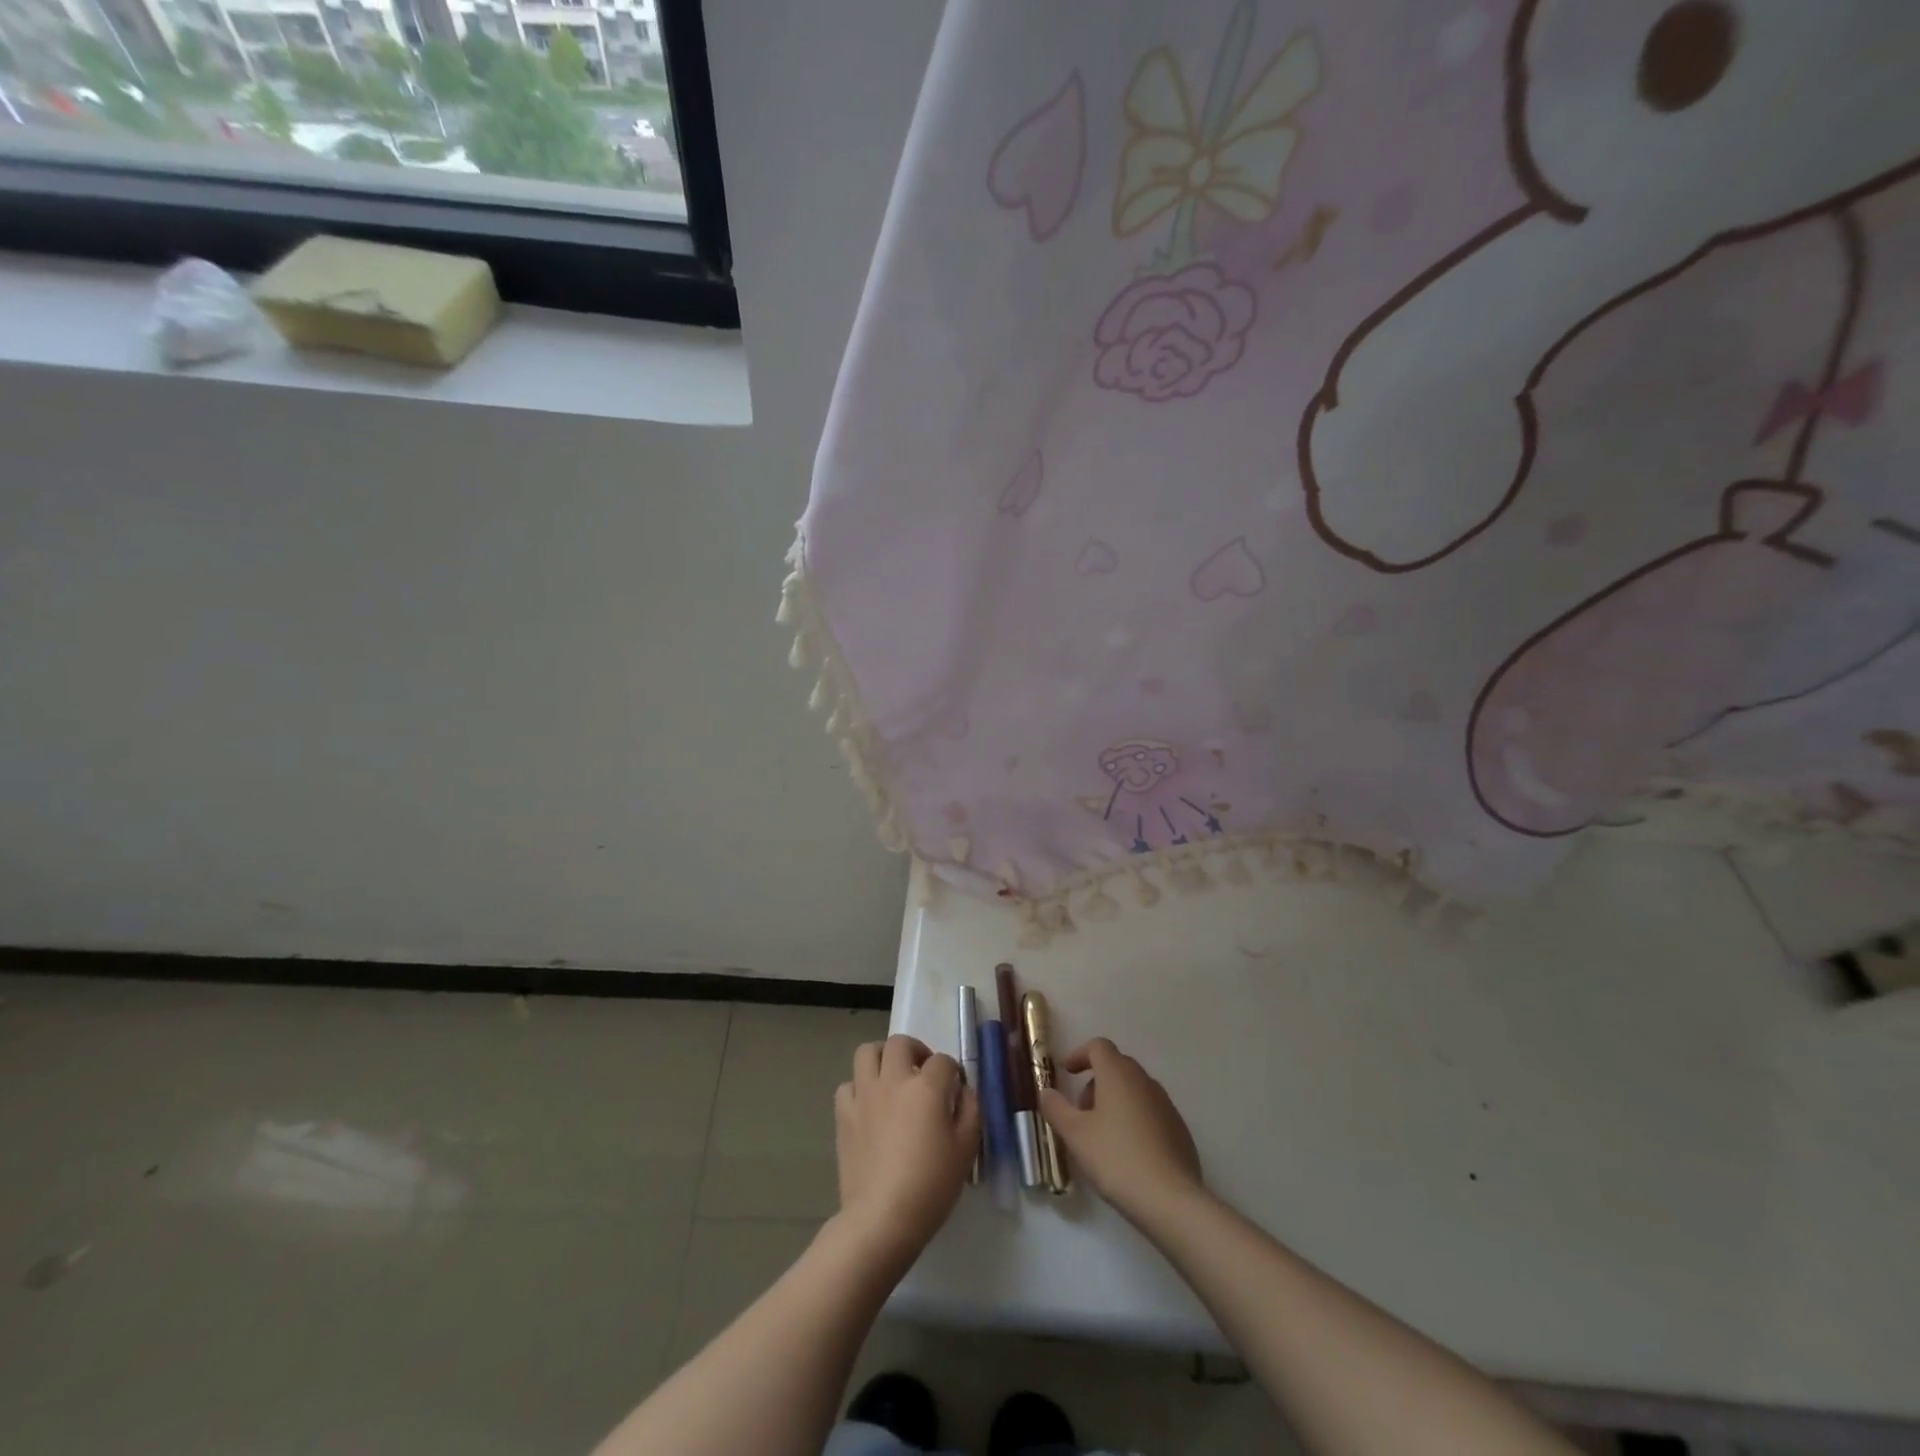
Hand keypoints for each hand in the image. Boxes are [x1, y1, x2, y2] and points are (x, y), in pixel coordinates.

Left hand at [834, 1035, 978, 1263]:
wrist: (882, 1218)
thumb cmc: (931, 1185)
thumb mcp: (966, 1150)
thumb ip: (970, 1111)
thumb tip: (963, 1091)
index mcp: (926, 1087)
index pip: (943, 1061)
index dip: (952, 1072)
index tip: (955, 1089)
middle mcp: (893, 1080)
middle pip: (900, 1043)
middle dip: (916, 1051)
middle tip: (922, 1073)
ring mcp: (864, 1095)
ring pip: (867, 1052)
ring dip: (882, 1058)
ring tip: (892, 1078)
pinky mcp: (843, 1115)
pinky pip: (848, 1085)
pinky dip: (859, 1088)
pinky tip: (869, 1106)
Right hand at [1040, 1037, 1202, 1225]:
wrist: (1171, 1199)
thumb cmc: (1116, 1158)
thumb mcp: (1075, 1135)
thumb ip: (1056, 1108)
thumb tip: (1047, 1092)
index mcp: (1118, 1073)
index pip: (1098, 1046)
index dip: (1080, 1054)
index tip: (1067, 1073)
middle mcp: (1144, 1080)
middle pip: (1116, 1066)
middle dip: (1095, 1082)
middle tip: (1081, 1111)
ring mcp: (1166, 1104)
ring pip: (1134, 1090)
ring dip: (1115, 1101)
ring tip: (1102, 1135)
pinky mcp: (1179, 1128)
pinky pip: (1150, 1111)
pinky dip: (1134, 1119)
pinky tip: (1128, 1152)